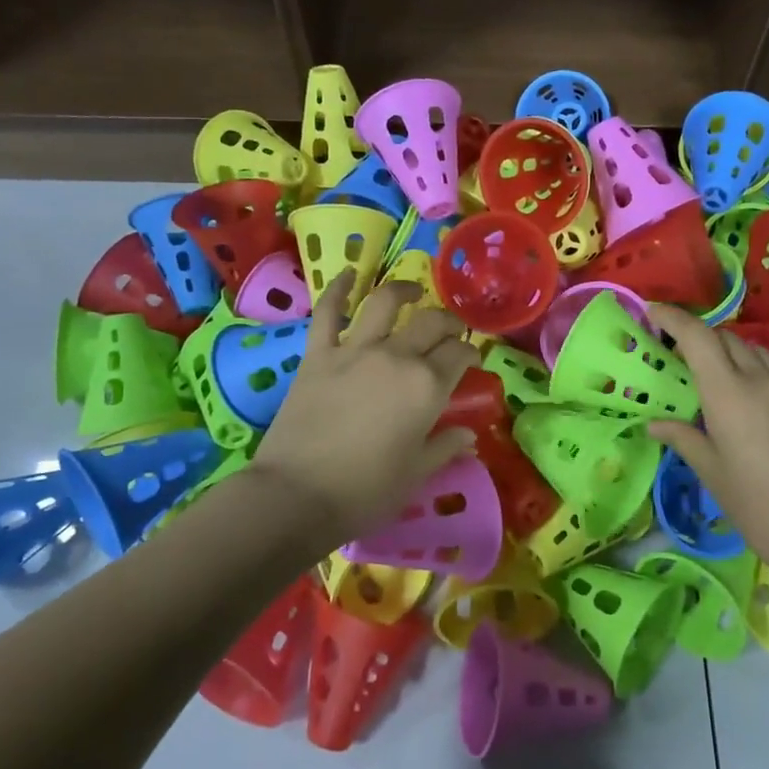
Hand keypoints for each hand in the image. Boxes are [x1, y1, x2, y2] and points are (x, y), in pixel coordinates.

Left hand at [247, 271, 478, 542]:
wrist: (298, 494)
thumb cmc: (365, 491)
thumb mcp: (416, 474)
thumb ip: (445, 447)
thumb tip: (469, 435)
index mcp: (427, 386)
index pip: (460, 354)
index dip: (470, 353)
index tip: (471, 360)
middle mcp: (396, 357)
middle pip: (431, 323)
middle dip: (448, 322)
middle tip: (450, 330)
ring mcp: (354, 350)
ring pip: (385, 303)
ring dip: (403, 290)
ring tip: (411, 290)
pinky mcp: (318, 354)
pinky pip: (328, 311)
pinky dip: (338, 288)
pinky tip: (347, 274)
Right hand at [647, 304, 768, 590]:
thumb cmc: (758, 505)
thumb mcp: (712, 473)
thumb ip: (683, 438)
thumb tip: (655, 424)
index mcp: (729, 393)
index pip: (698, 337)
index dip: (674, 318)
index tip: (653, 311)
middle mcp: (762, 381)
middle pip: (727, 338)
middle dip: (700, 336)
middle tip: (678, 352)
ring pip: (757, 353)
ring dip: (731, 353)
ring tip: (714, 375)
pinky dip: (756, 375)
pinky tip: (750, 406)